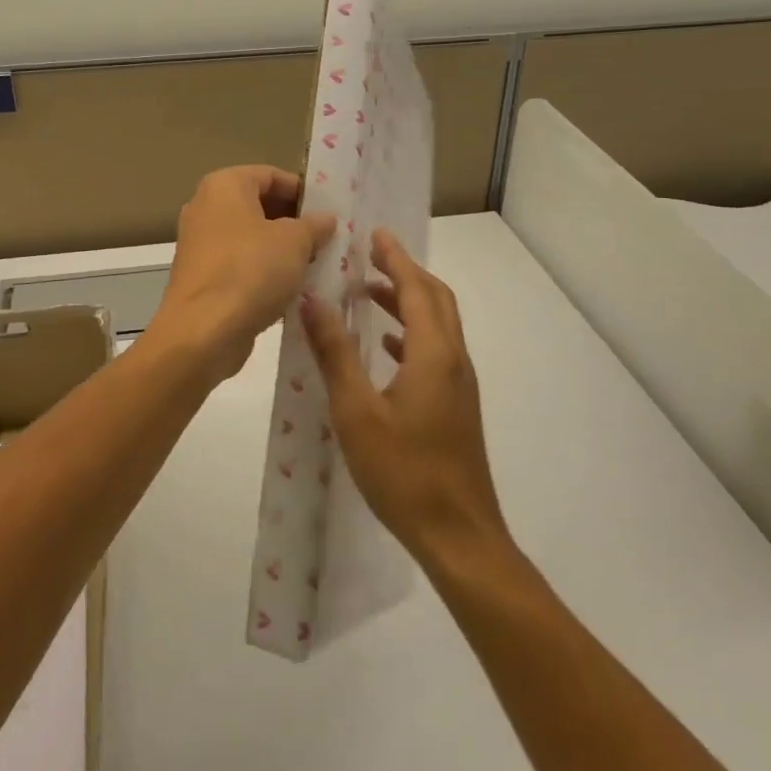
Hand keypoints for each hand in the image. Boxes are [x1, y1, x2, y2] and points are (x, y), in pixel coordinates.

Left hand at [147, 166, 335, 382]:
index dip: (303, 192)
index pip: (271, 175)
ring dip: (282, 251)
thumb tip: (325, 219)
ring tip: (316, 266)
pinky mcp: (202, 276)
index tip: (330, 214)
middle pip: (260, 206)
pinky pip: (240, 265)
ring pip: (251, 238)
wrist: (203, 331)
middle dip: (295, 223)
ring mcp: (200, 244)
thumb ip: (313, 225)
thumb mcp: (295, 242)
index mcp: (224, 185)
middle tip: (328, 241)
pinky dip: (264, 273)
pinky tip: (292, 290)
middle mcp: (206, 207)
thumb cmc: (250, 271)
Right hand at [300, 230, 507, 563]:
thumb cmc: (404, 471)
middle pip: (435, 299)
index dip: (396, 257)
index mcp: (434, 353)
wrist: (459, 536)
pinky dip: (410, 334)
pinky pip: (435, 351)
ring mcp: (459, 385)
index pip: (417, 287)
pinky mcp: (456, 406)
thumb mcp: (356, 410)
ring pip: (437, 325)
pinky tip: (384, 348)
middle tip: (369, 256)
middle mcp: (454, 359)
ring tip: (367, 294)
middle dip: (404, 272)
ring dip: (406, 302)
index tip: (374, 233)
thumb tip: (312, 300)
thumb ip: (334, 352)